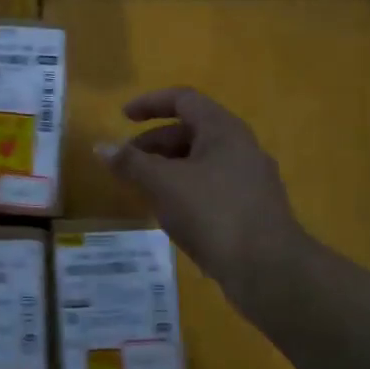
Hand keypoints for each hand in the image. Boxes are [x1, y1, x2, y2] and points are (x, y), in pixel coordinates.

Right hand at [98, 86, 306, 293]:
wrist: (268, 269)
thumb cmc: (213, 213)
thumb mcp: (163, 184)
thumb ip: (130, 163)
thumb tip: (100, 146)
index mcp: (223, 130)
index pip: (184, 99)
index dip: (150, 103)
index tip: (122, 117)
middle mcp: (241, 147)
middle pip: (191, 131)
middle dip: (154, 142)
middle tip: (126, 161)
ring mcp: (250, 180)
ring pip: (201, 162)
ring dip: (168, 168)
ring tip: (143, 189)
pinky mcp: (251, 209)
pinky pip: (211, 187)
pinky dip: (185, 189)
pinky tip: (170, 213)